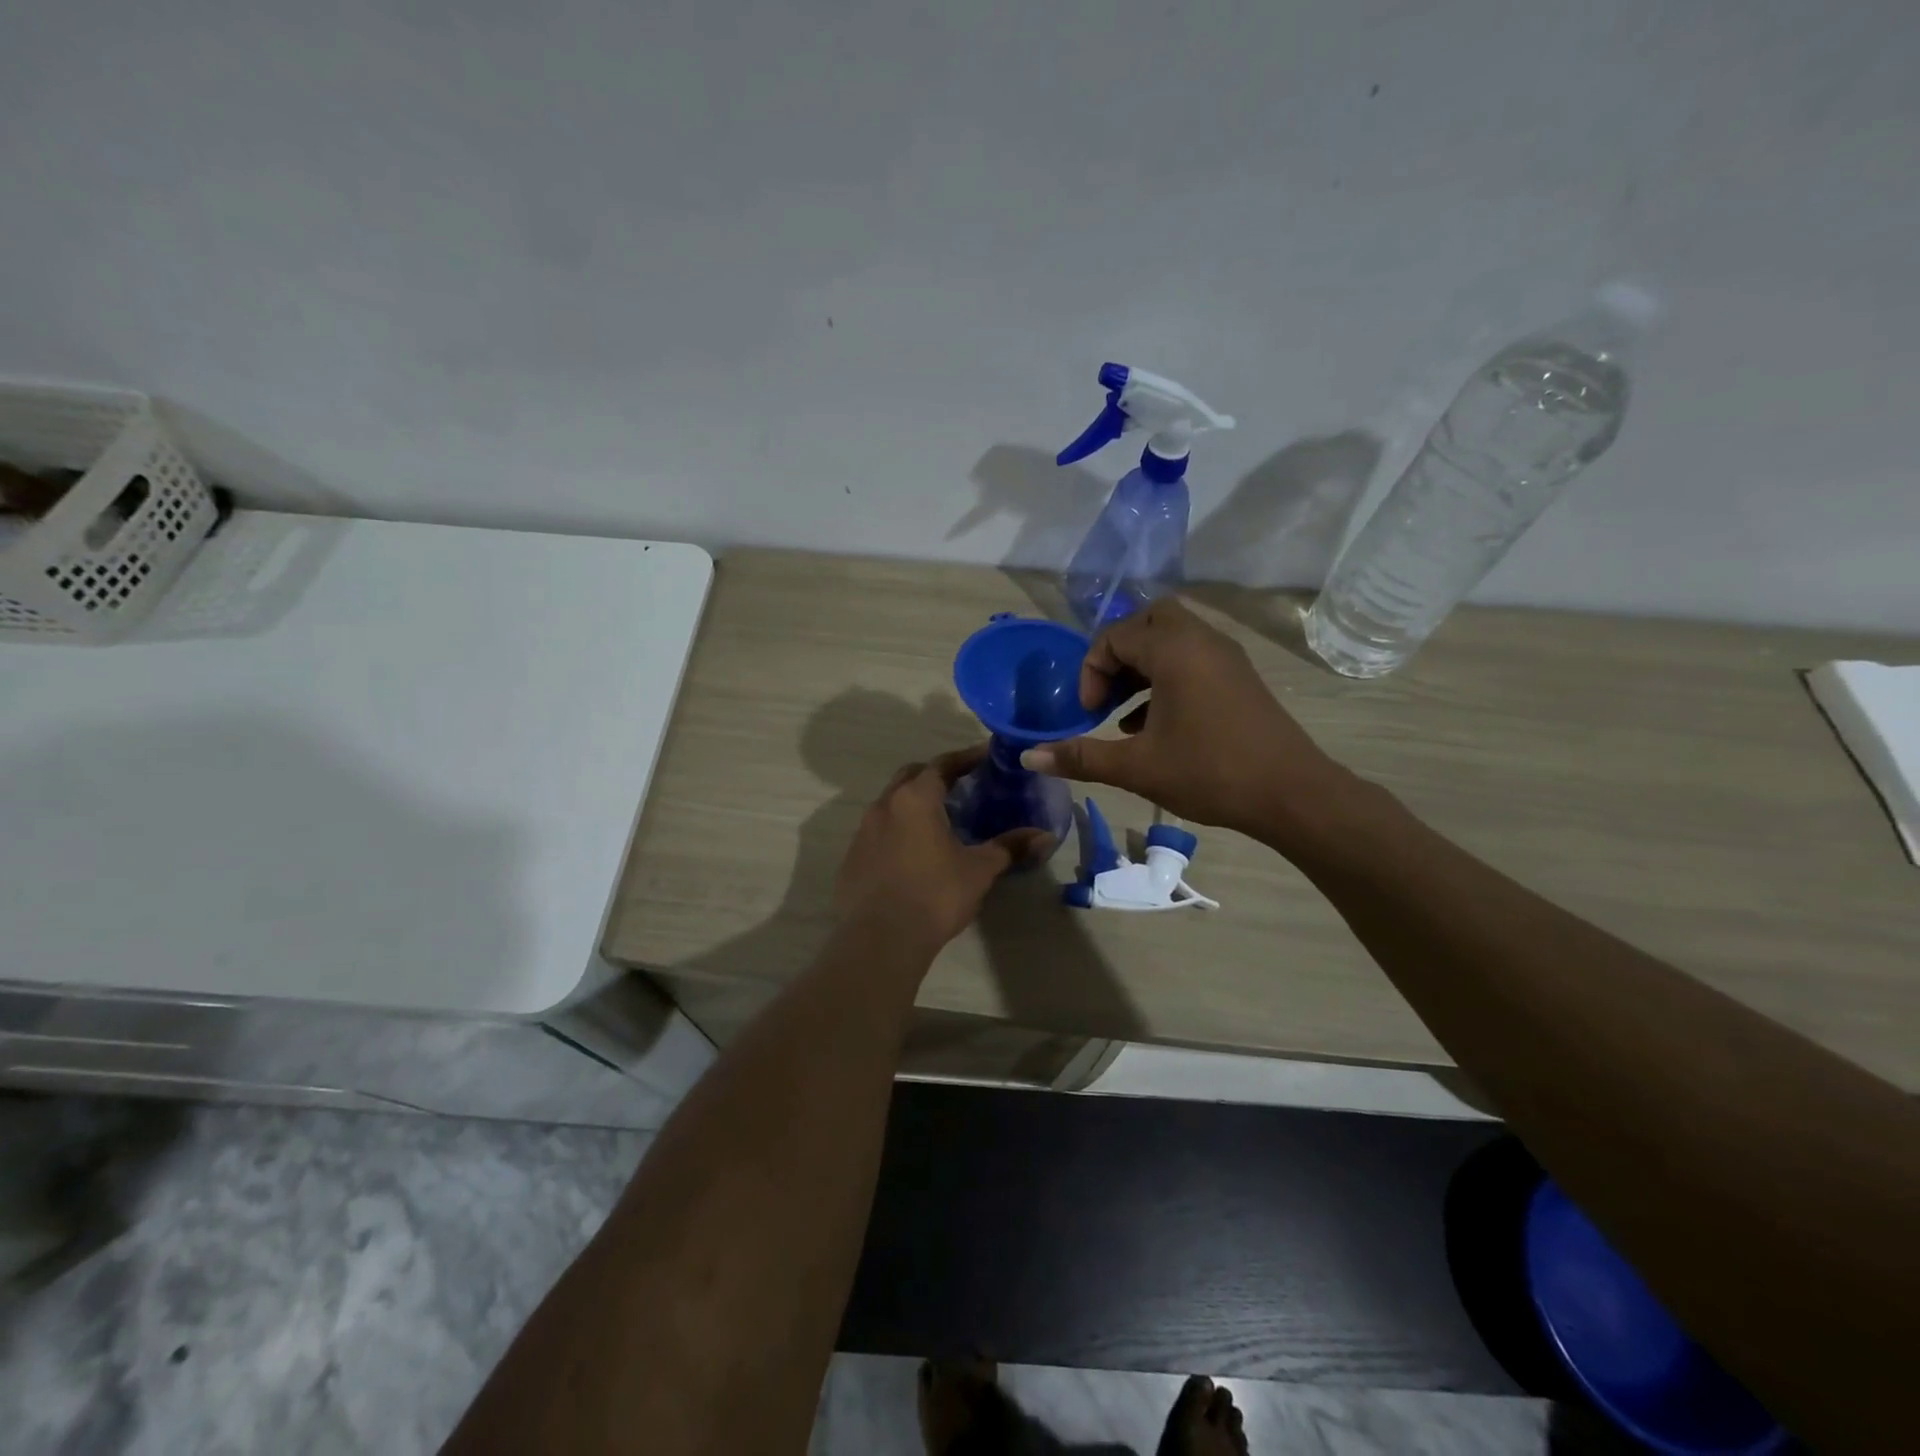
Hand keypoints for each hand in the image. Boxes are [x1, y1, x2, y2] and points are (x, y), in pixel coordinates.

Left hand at [834, 748, 1051, 955]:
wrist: (881, 939)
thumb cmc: (935, 894)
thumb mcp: (979, 870)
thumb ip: (1010, 847)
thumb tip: (1046, 836)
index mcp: (916, 799)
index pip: (942, 764)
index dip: (966, 758)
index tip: (985, 756)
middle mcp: (884, 806)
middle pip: (911, 776)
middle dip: (935, 775)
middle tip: (961, 785)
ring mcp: (863, 832)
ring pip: (890, 804)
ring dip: (913, 804)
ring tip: (938, 819)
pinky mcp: (852, 858)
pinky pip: (877, 832)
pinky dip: (897, 831)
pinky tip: (912, 853)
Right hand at [1020, 599, 1354, 844]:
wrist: (1292, 794)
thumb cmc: (1210, 773)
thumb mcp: (1137, 767)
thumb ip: (1081, 757)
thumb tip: (1028, 756)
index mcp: (1175, 650)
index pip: (1115, 636)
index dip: (1091, 671)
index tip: (1090, 713)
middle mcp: (1202, 640)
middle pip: (1149, 620)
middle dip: (1118, 653)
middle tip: (1107, 692)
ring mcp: (1226, 657)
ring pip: (1173, 639)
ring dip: (1142, 666)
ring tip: (1123, 710)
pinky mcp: (1239, 677)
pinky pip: (1193, 659)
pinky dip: (1167, 677)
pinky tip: (1153, 723)